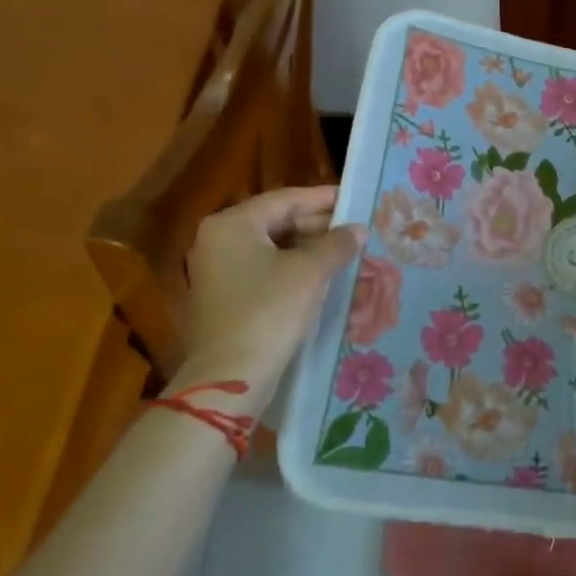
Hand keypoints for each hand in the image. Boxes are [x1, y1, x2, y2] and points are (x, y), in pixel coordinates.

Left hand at [169, 185, 364, 408]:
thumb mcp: (311, 273)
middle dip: (319, 225)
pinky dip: (294, 269)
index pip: (286, 199)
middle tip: (356, 229)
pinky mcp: (224, 297)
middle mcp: (218, 240)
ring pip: (273, 248)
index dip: (324, 198)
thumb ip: (337, 244)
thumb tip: (358, 229)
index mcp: (233, 224)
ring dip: (310, 249)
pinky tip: (323, 277)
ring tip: (346, 252)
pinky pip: (265, 270)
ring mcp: (218, 270)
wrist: (231, 377)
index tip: (356, 199)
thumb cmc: (270, 312)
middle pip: (277, 221)